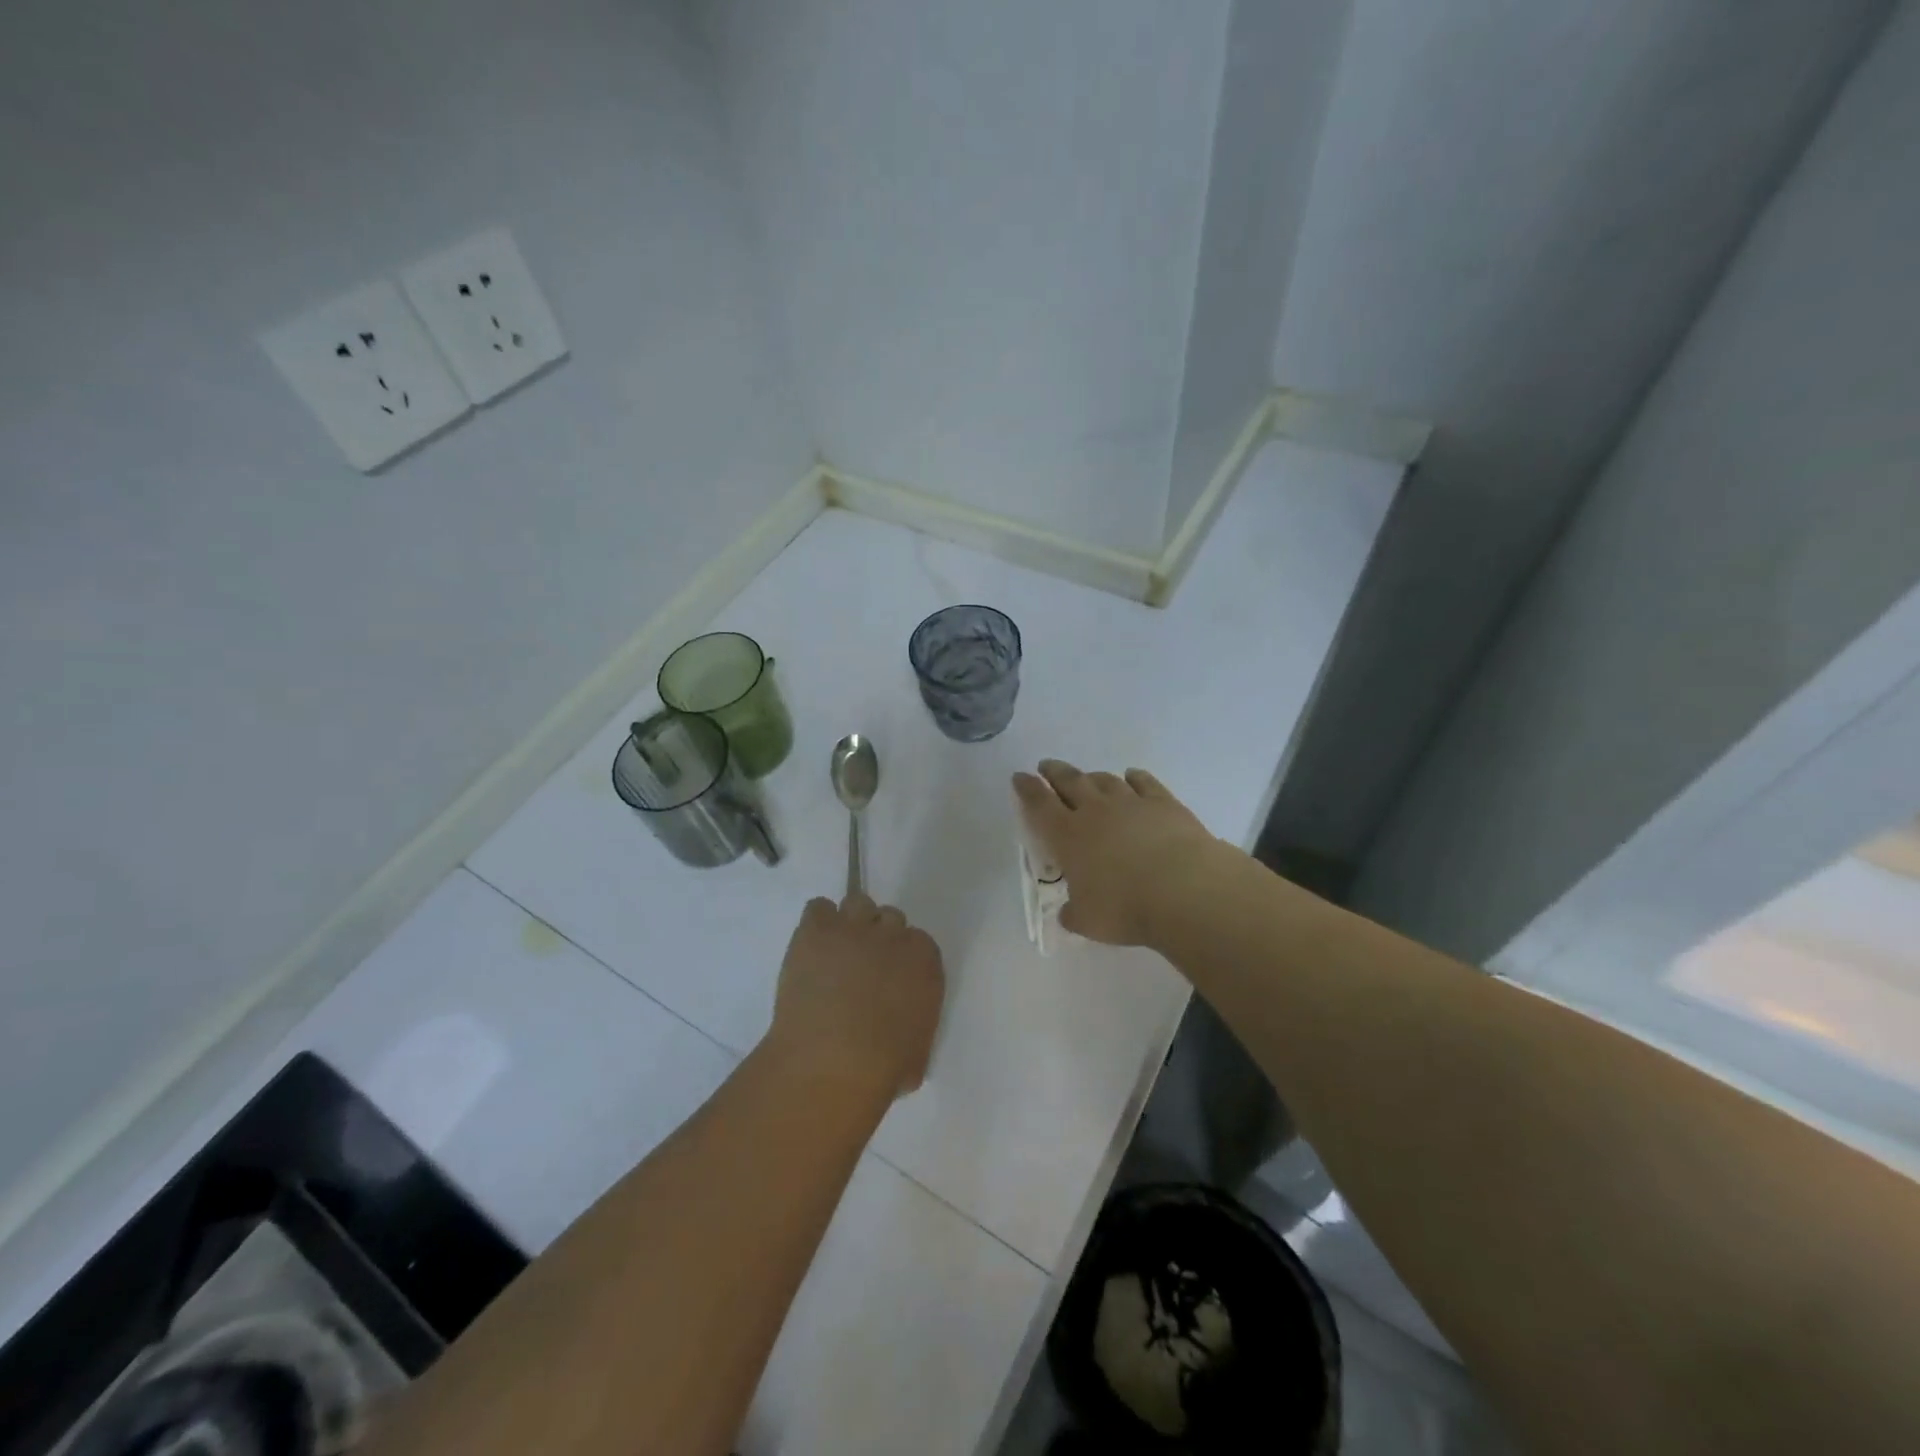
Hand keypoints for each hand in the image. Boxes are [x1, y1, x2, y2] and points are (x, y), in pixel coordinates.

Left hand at [769, 893, 944, 1098]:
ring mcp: (853, 927)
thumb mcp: (918, 1048)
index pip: (917, 942)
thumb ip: (915, 1020)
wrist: (833, 1063)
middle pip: (888, 918)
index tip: (888, 979)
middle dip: (877, 938)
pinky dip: (817, 922)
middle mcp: (892, 934)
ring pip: (857, 903)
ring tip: (835, 952)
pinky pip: (818, 907)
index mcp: (924, 959)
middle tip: (861, 967)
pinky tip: (812, 947)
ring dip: (849, 923)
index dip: (901, 959)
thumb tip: (902, 1024)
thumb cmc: (884, 1067)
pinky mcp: (816, 931)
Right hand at [1012, 759, 1222, 946]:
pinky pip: (1144, 782)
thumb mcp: (1088, 921)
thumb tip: (1070, 912)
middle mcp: (1095, 811)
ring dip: (1092, 776)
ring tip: (1087, 776)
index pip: (1039, 805)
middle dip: (1055, 772)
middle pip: (1069, 782)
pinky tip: (1132, 776)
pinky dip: (1135, 777)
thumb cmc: (1126, 908)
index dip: (1027, 789)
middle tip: (1046, 765)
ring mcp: (1131, 803)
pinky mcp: (1163, 803)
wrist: (1184, 890)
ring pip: (1105, 780)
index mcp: (1068, 836)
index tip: (1020, 777)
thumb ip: (1074, 913)